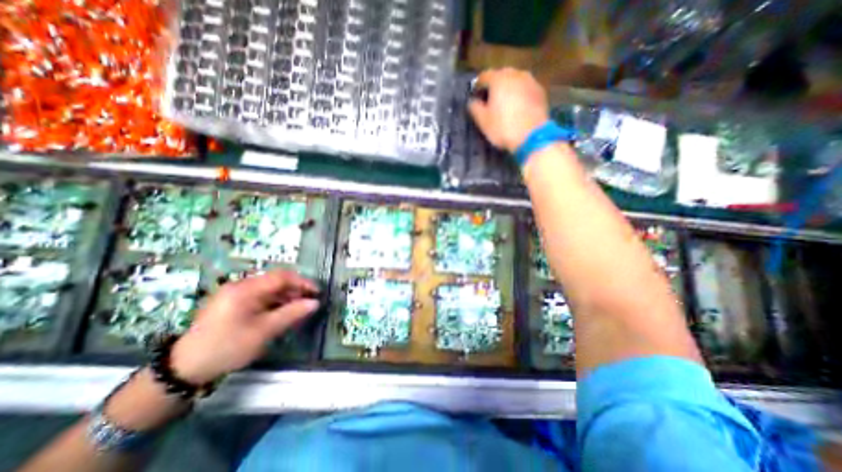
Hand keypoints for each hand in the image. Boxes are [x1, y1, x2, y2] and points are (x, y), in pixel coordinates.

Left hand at [170, 270, 319, 383]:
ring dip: (285, 296)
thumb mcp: (263, 331)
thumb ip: (291, 314)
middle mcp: (240, 286)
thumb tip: (315, 303)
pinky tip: (281, 312)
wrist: (184, 368)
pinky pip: (260, 296)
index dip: (302, 282)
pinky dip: (274, 302)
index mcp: (245, 289)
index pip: (281, 277)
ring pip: (269, 288)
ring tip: (297, 309)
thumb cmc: (227, 347)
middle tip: (308, 302)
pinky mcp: (232, 302)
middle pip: (275, 281)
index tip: (316, 293)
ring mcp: (235, 293)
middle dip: (295, 290)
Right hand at [466, 69, 554, 149]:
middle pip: (500, 75)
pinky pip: (525, 88)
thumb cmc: (503, 128)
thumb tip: (472, 101)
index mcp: (498, 79)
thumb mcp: (483, 121)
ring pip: (515, 80)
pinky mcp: (541, 91)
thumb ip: (474, 107)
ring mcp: (530, 81)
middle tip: (489, 100)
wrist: (532, 136)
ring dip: (508, 89)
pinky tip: (518, 107)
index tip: (475, 97)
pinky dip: (519, 94)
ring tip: (504, 103)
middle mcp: (515, 74)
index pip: (483, 76)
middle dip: (493, 86)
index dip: (477, 87)